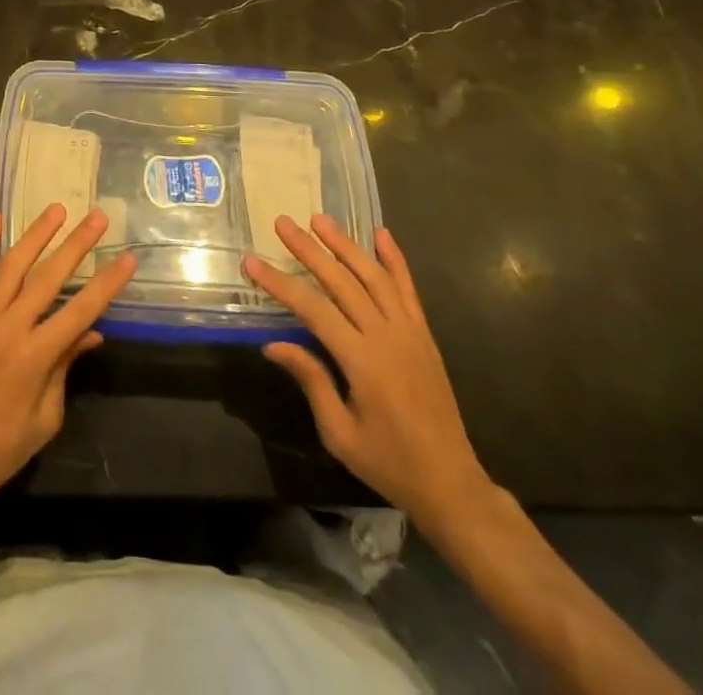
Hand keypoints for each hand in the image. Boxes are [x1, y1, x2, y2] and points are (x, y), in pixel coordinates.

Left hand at [0, 204, 136, 510]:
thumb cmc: (2, 447)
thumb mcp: (46, 417)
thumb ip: (65, 367)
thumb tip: (91, 332)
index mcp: (34, 357)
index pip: (79, 311)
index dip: (106, 284)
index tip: (127, 259)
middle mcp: (8, 328)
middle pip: (48, 277)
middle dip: (76, 245)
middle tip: (98, 218)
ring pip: (11, 265)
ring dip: (35, 235)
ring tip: (56, 209)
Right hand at [245, 216, 489, 526]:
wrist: (451, 483)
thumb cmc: (388, 463)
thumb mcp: (340, 433)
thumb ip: (311, 381)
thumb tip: (273, 345)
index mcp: (363, 362)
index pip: (313, 309)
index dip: (280, 283)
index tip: (252, 261)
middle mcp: (387, 337)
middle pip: (342, 281)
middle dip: (309, 250)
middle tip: (283, 223)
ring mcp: (409, 332)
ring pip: (373, 276)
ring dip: (345, 245)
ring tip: (320, 219)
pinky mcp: (424, 335)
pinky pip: (408, 289)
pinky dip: (395, 260)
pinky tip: (381, 235)